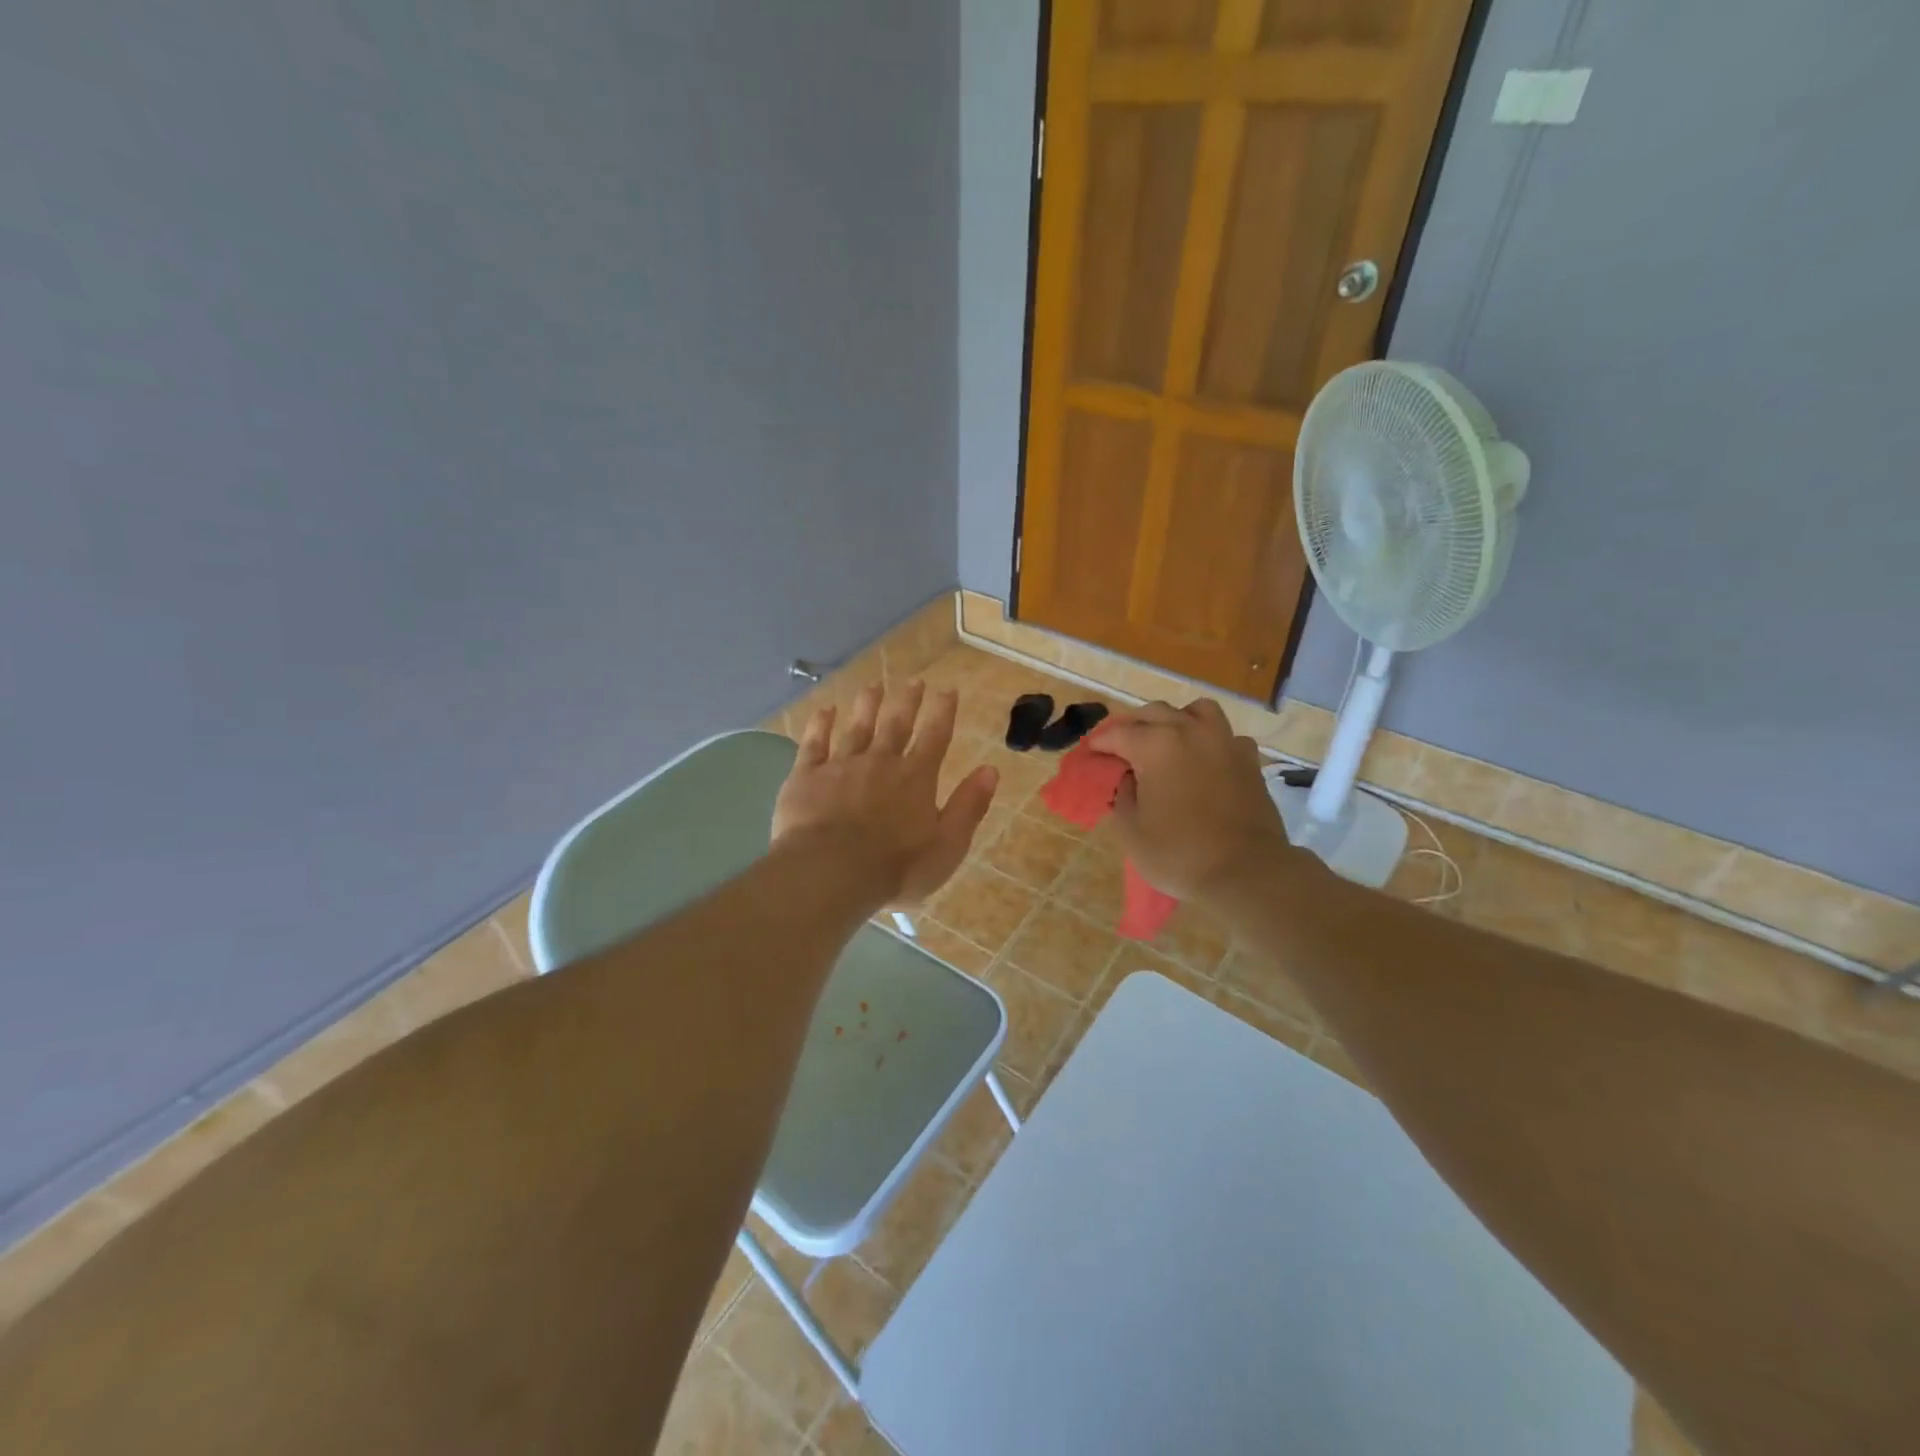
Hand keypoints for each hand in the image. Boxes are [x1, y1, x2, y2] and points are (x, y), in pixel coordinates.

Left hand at [772, 681, 998, 908]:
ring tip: (873, 686)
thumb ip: (969, 806)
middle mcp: (881, 762)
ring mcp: (841, 765)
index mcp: (916, 778)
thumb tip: (991, 769)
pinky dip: (820, 725)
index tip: (949, 689)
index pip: (936, 736)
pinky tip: (824, 710)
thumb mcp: (948, 845)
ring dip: (867, 705)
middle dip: (907, 701)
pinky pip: (814, 743)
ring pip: (857, 727)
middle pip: (896, 724)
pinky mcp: (807, 776)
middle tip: (914, 680)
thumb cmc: (896, 867)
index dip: (944, 711)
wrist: (830, 872)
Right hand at [1096, 700, 1290, 903]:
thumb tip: (1127, 778)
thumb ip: (1122, 796)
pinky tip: (1204, 760)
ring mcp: (1224, 742)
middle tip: (1121, 747)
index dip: (1100, 742)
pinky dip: (1210, 740)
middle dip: (1133, 726)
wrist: (1246, 872)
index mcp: (1156, 746)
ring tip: (1168, 740)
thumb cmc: (1179, 853)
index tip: (1090, 752)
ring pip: (1197, 711)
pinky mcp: (1249, 760)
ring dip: (1176, 719)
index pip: (1118, 734)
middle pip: (1155, 713)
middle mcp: (1191, 732)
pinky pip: (1225, 735)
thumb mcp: (1132, 831)